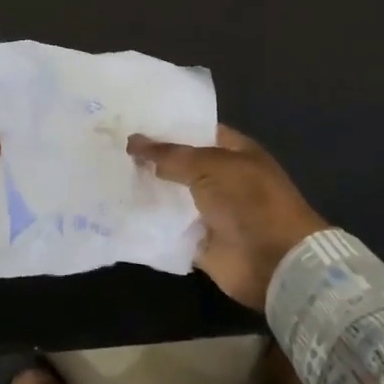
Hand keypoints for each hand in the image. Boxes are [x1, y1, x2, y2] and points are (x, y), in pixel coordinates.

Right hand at [126, 125, 326, 310]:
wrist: (275, 262)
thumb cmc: (249, 201)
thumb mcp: (209, 166)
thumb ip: (170, 155)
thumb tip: (133, 142)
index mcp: (234, 152)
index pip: (196, 130)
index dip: (167, 126)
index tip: (132, 121)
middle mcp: (222, 179)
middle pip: (180, 165)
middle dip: (151, 159)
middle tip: (110, 147)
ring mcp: (211, 212)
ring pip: (172, 197)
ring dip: (147, 191)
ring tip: (108, 176)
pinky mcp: (200, 242)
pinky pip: (169, 229)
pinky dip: (150, 223)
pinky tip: (120, 211)